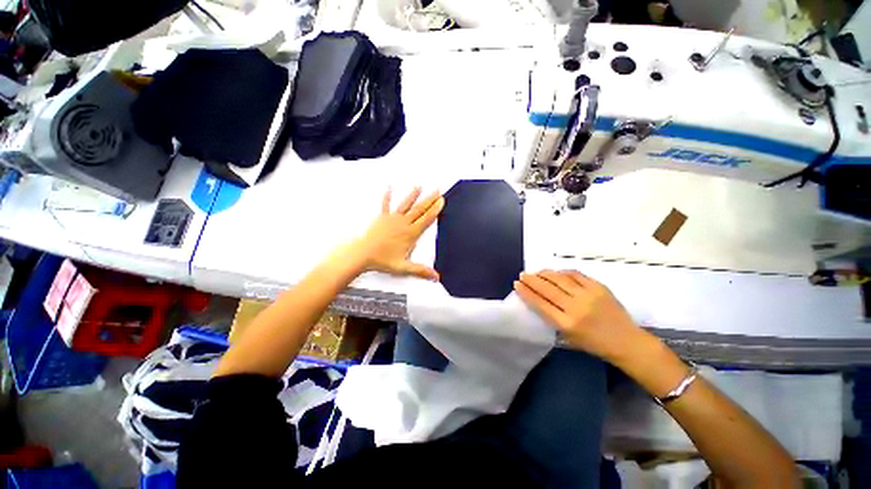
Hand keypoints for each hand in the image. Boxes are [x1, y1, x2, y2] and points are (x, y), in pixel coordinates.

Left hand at [354, 187, 443, 280]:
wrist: (362, 254)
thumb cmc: (382, 260)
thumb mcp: (404, 267)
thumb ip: (421, 271)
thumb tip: (435, 277)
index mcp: (410, 234)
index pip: (426, 219)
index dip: (435, 210)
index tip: (441, 201)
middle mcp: (403, 224)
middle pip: (419, 209)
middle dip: (429, 199)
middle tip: (437, 190)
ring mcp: (392, 219)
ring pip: (406, 205)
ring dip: (413, 195)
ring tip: (419, 186)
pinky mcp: (382, 218)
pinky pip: (385, 204)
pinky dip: (387, 196)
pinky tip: (389, 187)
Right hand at [515, 270, 645, 363]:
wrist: (628, 342)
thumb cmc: (595, 345)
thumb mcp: (569, 338)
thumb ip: (552, 320)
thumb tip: (538, 301)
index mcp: (566, 324)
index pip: (540, 303)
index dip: (526, 292)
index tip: (517, 284)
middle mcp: (575, 307)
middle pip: (547, 289)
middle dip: (531, 280)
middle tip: (523, 275)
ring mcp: (588, 295)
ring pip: (559, 279)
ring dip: (544, 273)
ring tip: (536, 272)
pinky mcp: (599, 287)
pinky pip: (575, 275)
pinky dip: (562, 272)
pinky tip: (556, 273)